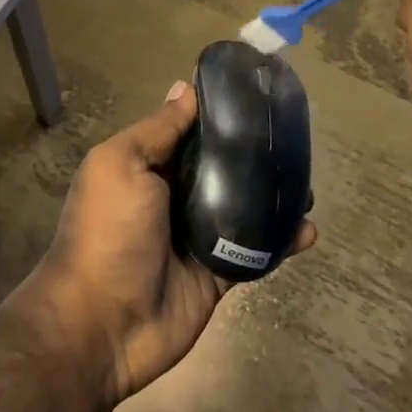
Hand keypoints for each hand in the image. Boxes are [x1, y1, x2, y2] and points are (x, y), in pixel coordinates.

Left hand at [22, 82, 316, 406]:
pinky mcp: (217, 273)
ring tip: (307, 185)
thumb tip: (183, 88)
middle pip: (220, 169)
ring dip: (273, 198)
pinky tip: (307, 230)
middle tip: (294, 143)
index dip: (218, 116)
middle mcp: (171, 197)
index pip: (188, 132)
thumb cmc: (108, 231)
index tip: (257, 97)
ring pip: (242, 208)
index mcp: (145, 167)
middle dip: (253, 157)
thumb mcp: (121, 164)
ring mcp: (195, 237)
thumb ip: (157, 130)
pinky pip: (253, 251)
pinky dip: (281, 242)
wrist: (103, 323)